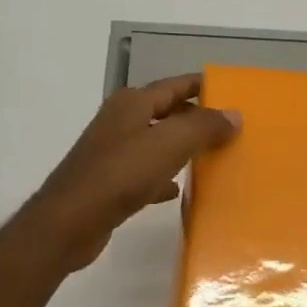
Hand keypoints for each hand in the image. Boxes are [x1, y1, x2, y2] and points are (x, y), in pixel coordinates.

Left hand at [23, 74, 240, 271]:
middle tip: (229, 129)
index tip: (230, 92)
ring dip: (181, 149)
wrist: (71, 220)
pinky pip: (145, 174)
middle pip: (165, 113)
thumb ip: (204, 126)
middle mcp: (120, 122)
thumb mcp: (170, 143)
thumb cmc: (122, 173)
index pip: (174, 85)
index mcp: (132, 103)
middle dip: (195, 119)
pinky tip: (178, 191)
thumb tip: (234, 115)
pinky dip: (163, 178)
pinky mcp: (109, 184)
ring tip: (211, 157)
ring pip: (156, 144)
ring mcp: (112, 153)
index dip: (201, 87)